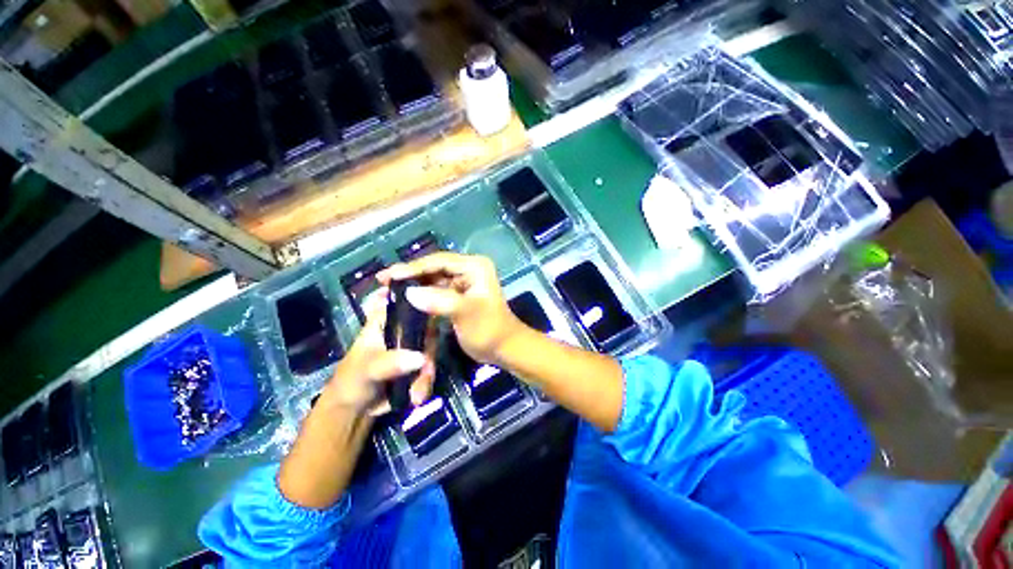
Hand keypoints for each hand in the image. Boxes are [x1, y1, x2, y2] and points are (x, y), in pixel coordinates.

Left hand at [319, 289, 435, 415]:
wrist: (354, 412)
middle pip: (427, 326)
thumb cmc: (352, 381)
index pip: (405, 300)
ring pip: (431, 350)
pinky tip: (417, 397)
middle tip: (426, 370)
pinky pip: (430, 367)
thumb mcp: (367, 370)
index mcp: (385, 321)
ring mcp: (412, 347)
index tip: (435, 303)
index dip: (422, 298)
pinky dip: (426, 383)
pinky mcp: (419, 364)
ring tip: (417, 394)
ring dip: (427, 373)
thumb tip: (420, 358)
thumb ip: (390, 362)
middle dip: (429, 350)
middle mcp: (402, 330)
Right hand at [377, 252, 521, 364]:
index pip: (439, 261)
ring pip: (434, 278)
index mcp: (474, 267)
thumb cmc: (489, 329)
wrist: (504, 347)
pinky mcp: (460, 294)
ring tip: (389, 289)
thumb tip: (409, 293)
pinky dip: (422, 294)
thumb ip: (439, 301)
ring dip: (414, 284)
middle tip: (383, 281)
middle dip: (411, 274)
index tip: (388, 275)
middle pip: (434, 268)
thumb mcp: (465, 313)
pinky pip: (437, 290)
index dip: (413, 267)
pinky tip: (406, 299)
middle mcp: (469, 269)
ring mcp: (465, 281)